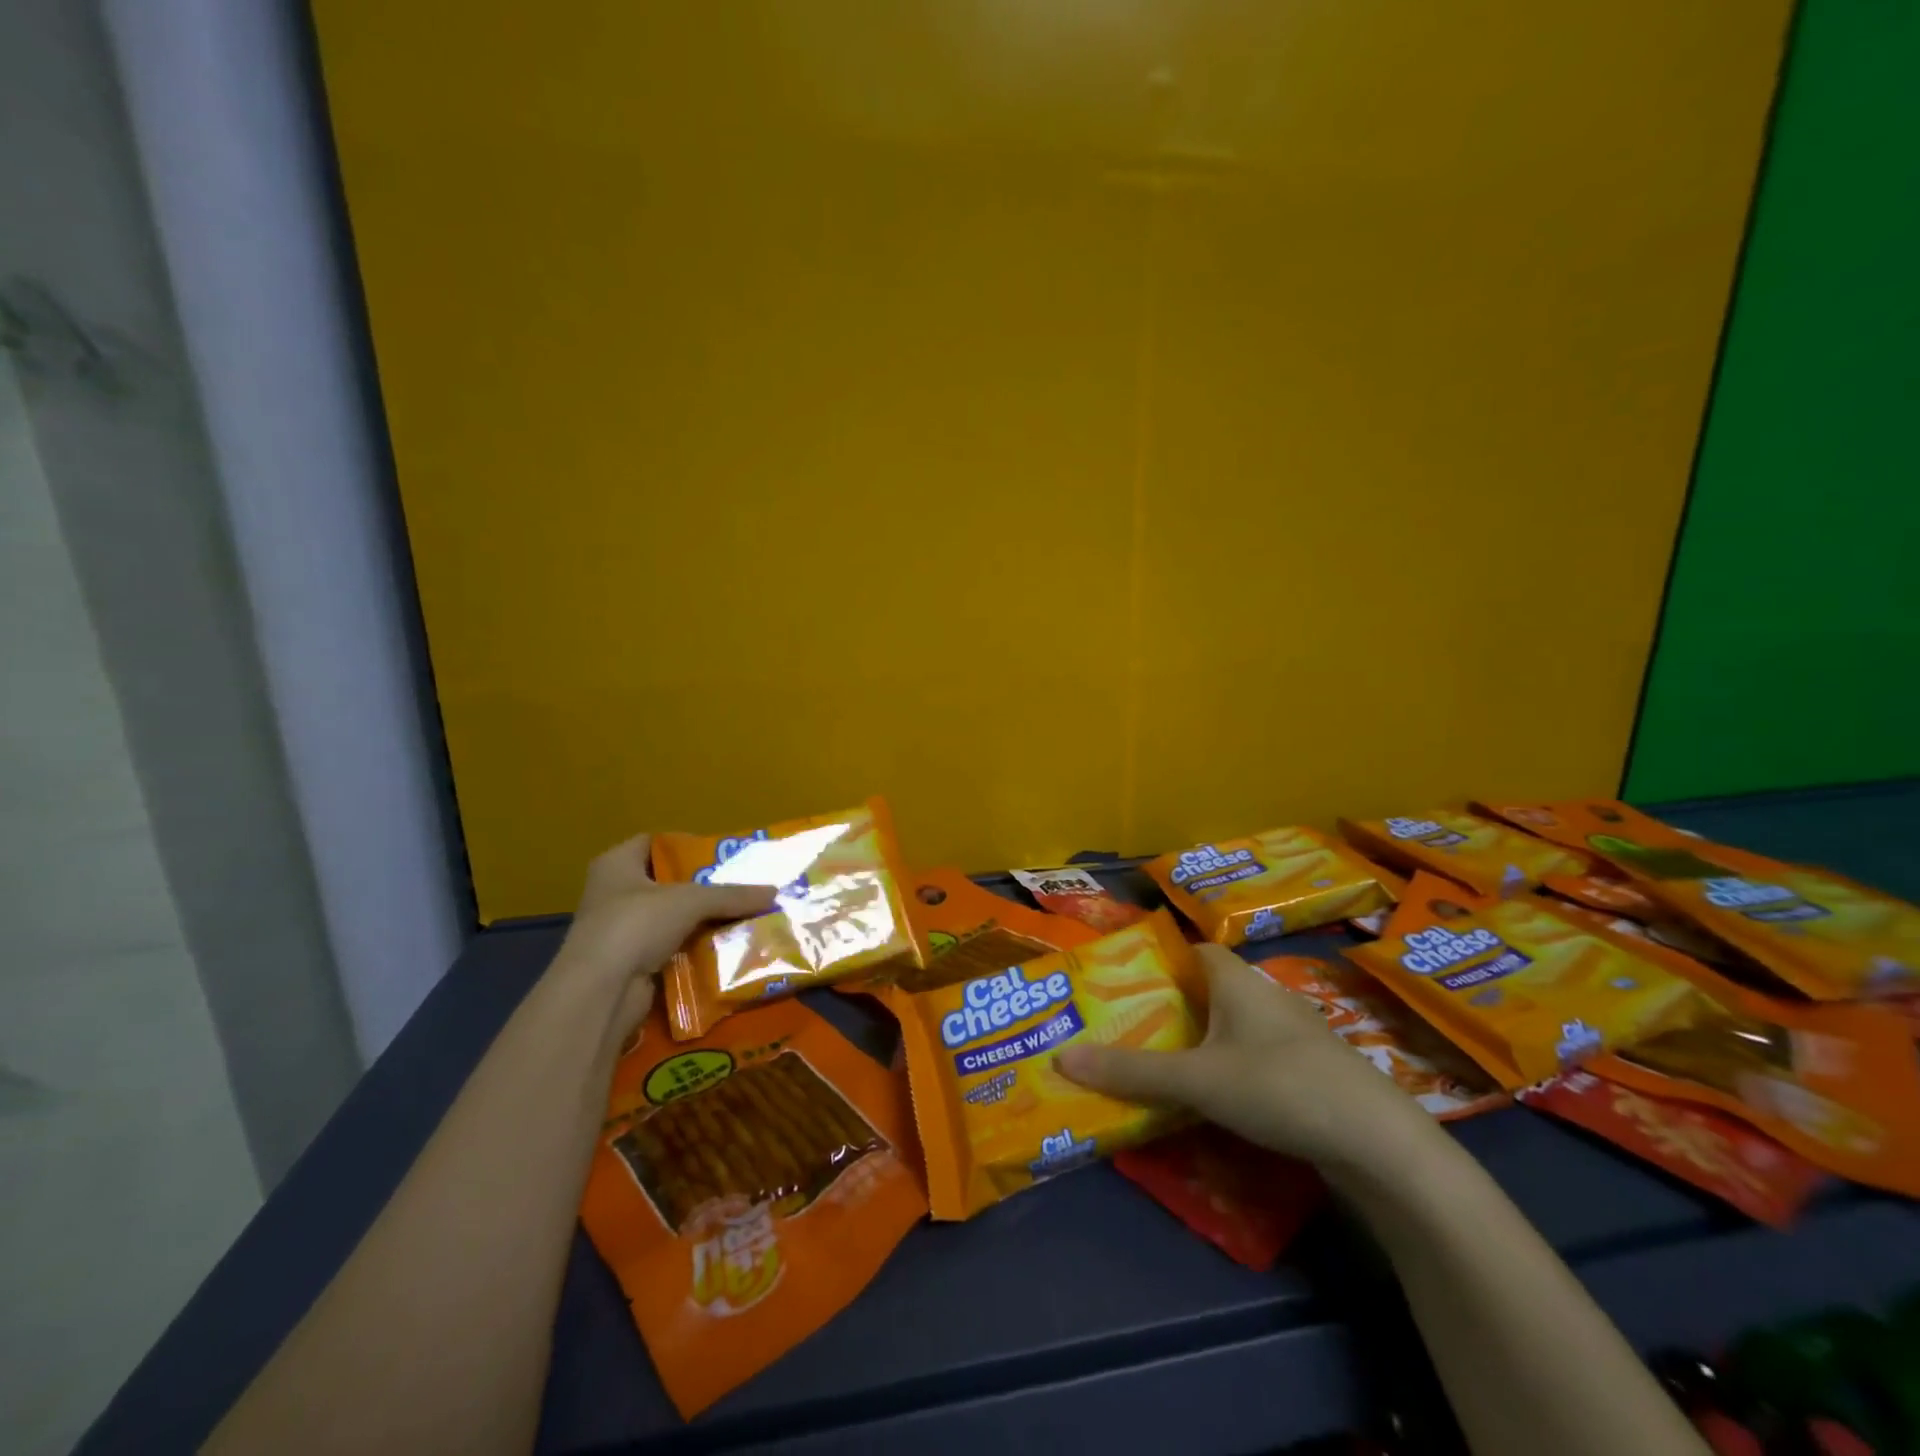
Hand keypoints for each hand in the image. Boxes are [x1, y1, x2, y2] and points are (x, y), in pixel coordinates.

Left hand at [554, 833, 775, 1036]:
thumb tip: (775, 893)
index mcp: (615, 865)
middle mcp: (612, 893)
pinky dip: (692, 949)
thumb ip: (732, 895)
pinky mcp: (627, 964)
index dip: (686, 845)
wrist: (599, 993)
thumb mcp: (691, 901)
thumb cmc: (635, 925)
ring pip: (669, 919)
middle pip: (666, 883)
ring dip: (700, 921)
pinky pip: (668, 949)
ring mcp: (617, 931)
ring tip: (740, 917)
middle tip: (740, 888)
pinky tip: (723, 949)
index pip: (653, 843)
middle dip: (702, 887)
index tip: (720, 856)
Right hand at [1056, 945, 1441, 1176]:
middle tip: (1128, 1027)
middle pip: (1209, 989)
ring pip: (1233, 1026)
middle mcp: (1266, 997)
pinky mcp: (1310, 1072)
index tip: (1123, 982)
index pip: (1192, 951)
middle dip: (1172, 1006)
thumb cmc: (1280, 1087)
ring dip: (1200, 1040)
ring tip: (1159, 1062)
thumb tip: (1061, 1057)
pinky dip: (1228, 1067)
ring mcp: (1294, 1036)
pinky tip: (1213, 1096)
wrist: (1381, 1143)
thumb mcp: (1197, 1080)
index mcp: (1238, 981)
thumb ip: (1131, 1071)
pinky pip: (1255, 1056)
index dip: (1159, 961)